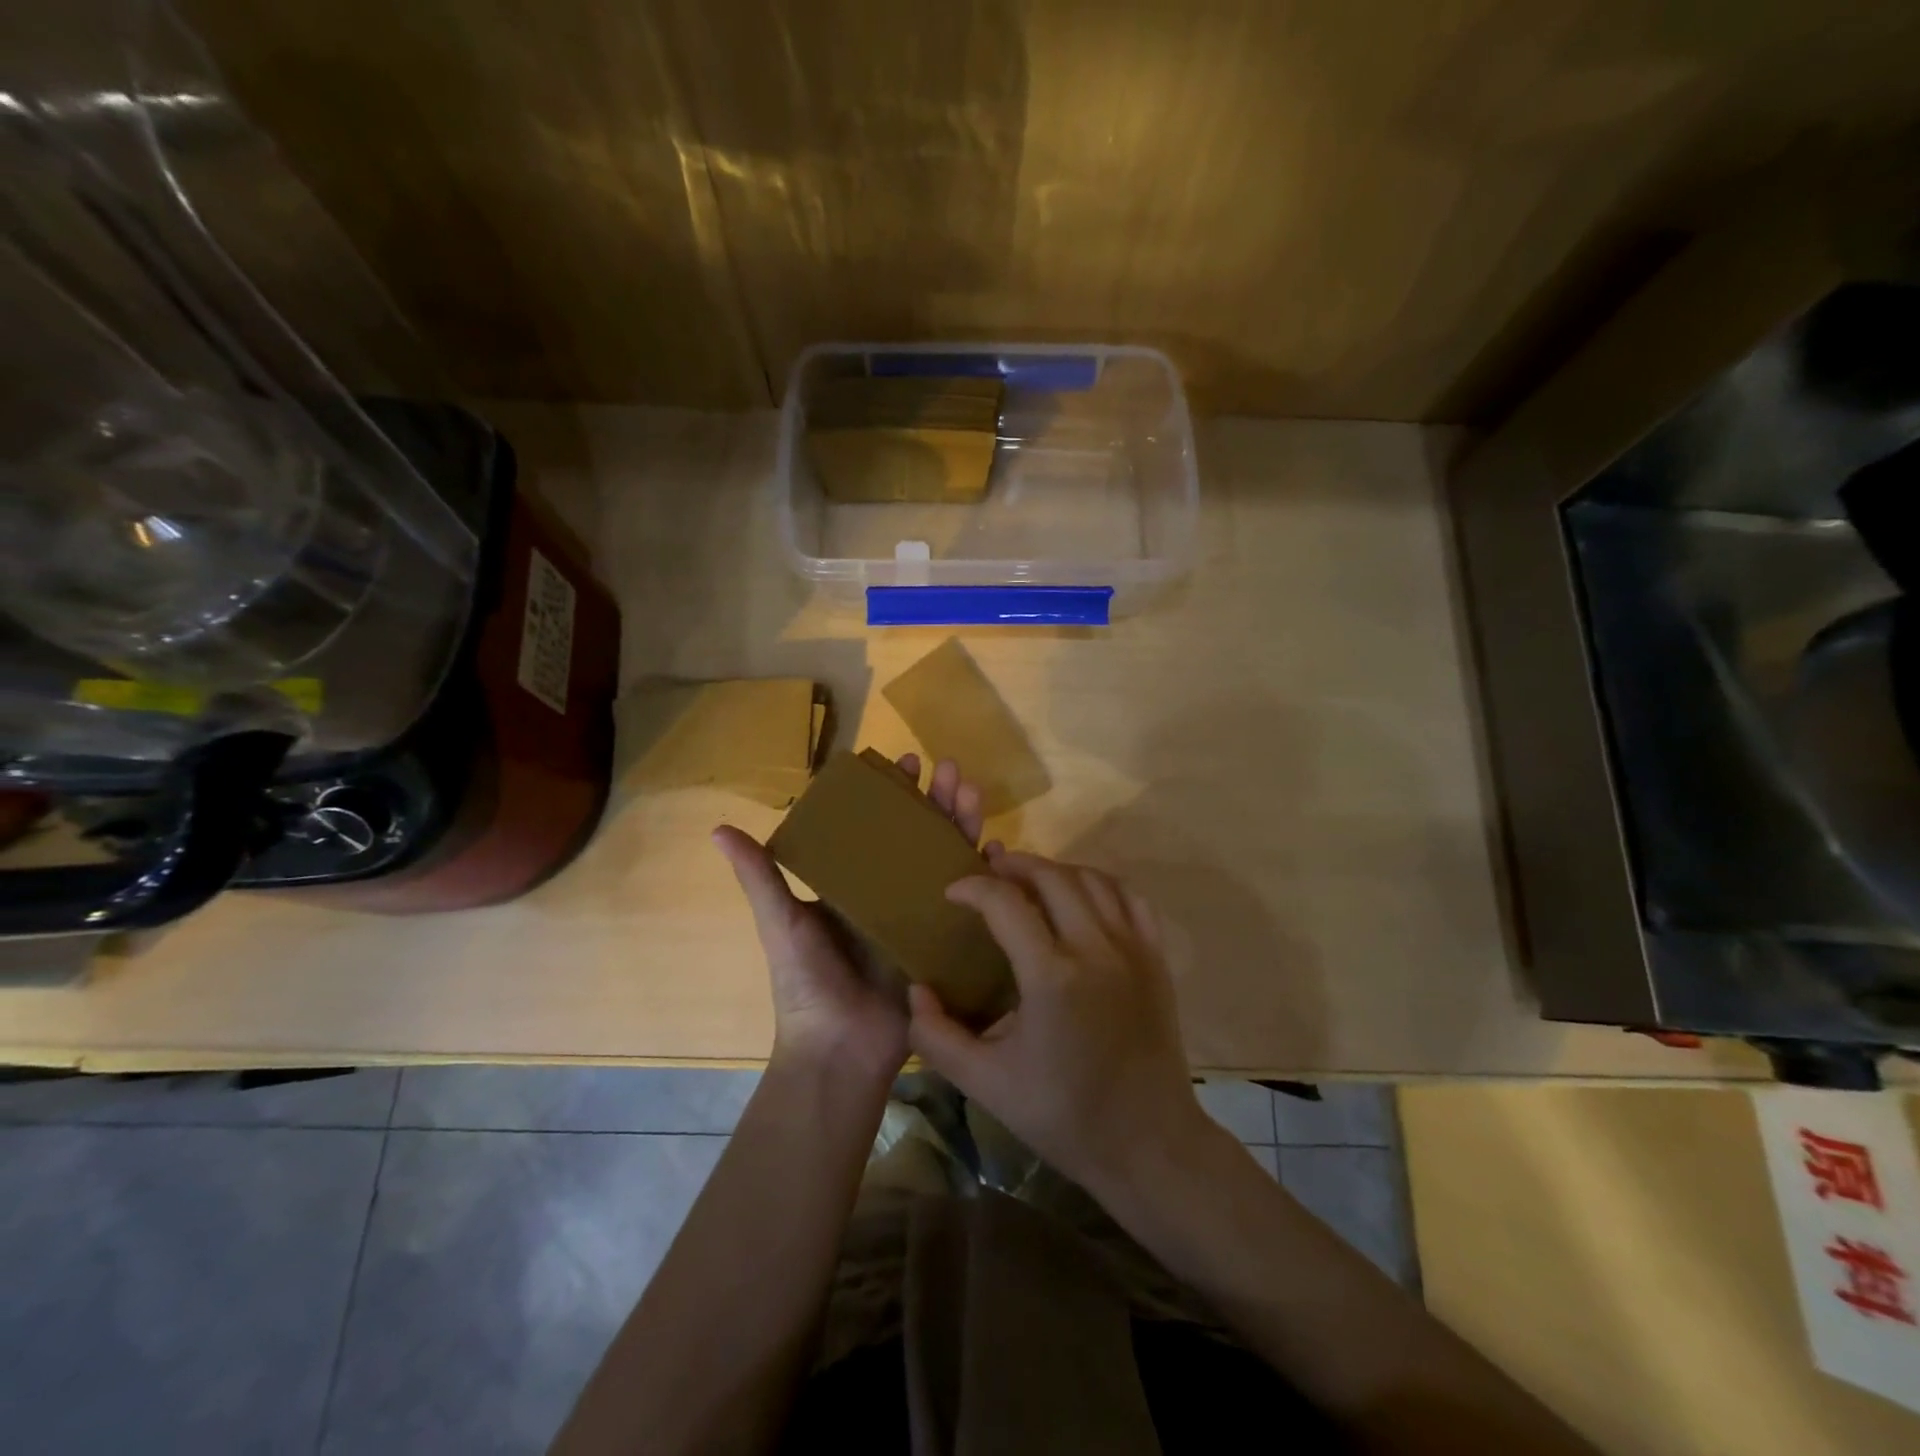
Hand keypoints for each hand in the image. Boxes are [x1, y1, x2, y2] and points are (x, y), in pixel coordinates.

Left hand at [714, 755, 990, 1085]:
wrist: (839, 1052)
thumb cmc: (806, 985)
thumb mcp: (781, 924)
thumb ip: (760, 878)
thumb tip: (719, 829)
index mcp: (851, 884)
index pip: (875, 825)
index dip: (891, 793)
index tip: (905, 763)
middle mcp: (888, 892)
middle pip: (917, 834)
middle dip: (936, 799)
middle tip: (950, 768)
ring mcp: (919, 915)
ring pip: (946, 858)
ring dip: (962, 823)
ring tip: (972, 791)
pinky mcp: (943, 941)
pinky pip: (969, 902)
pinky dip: (984, 873)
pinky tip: (999, 847)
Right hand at [906, 852, 1207, 1197]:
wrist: (1147, 1142)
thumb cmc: (1064, 1115)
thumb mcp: (986, 1084)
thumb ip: (938, 1036)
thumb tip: (916, 991)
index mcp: (1051, 976)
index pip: (1005, 902)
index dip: (973, 888)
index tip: (953, 892)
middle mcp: (1095, 948)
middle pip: (1051, 877)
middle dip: (1015, 864)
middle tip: (990, 871)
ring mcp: (1132, 949)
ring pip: (1092, 879)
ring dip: (1056, 870)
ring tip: (1030, 879)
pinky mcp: (1156, 958)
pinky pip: (1129, 898)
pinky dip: (1100, 883)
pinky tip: (1081, 896)